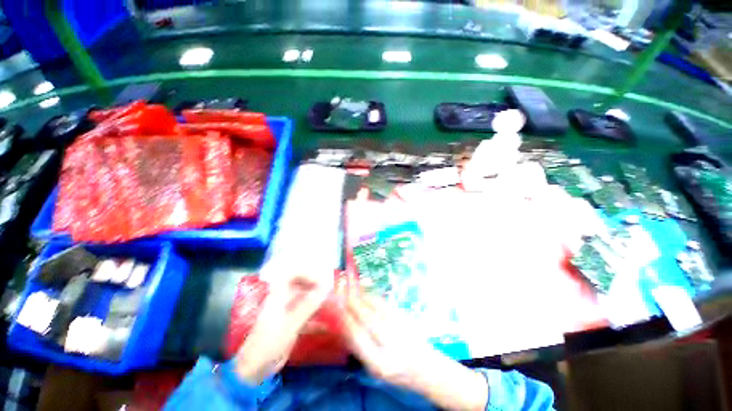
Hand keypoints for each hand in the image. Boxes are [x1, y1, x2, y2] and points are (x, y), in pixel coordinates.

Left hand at [234, 271, 332, 383]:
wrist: (255, 370)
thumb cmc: (269, 343)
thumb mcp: (290, 324)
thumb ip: (308, 305)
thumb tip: (325, 288)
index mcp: (279, 295)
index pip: (291, 274)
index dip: (305, 272)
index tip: (320, 278)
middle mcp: (284, 300)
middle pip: (301, 285)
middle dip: (316, 285)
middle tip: (331, 288)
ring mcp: (288, 312)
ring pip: (306, 299)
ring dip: (318, 300)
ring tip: (332, 302)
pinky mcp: (292, 324)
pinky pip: (307, 315)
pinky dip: (316, 317)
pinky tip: (327, 324)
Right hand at [342, 287, 429, 387]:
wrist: (427, 367)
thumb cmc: (397, 372)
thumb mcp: (375, 369)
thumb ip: (360, 349)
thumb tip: (344, 327)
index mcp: (380, 363)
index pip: (358, 337)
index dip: (346, 320)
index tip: (337, 310)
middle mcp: (391, 344)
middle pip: (367, 318)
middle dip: (353, 304)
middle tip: (342, 295)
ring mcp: (400, 327)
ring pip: (377, 307)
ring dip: (362, 297)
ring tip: (352, 291)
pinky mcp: (406, 317)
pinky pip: (385, 304)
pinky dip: (373, 298)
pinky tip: (366, 294)